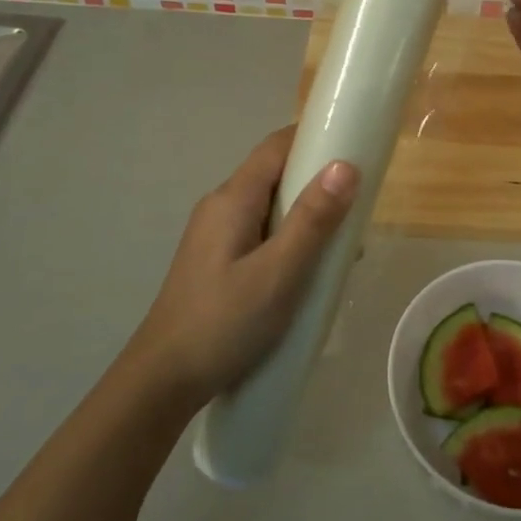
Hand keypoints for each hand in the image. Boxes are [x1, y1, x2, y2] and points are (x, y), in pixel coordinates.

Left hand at [130, 126, 358, 407]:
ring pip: (271, 207)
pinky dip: (290, 239)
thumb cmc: (224, 323)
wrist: (163, 382)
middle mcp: (221, 206)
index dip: (315, 138)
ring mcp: (216, 234)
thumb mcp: (278, 273)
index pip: (277, 146)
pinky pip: (262, 233)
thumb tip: (346, 165)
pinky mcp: (217, 261)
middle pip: (276, 174)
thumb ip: (312, 220)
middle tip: (358, 208)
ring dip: (307, 216)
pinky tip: (309, 272)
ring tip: (341, 248)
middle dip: (318, 182)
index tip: (356, 148)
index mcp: (233, 198)